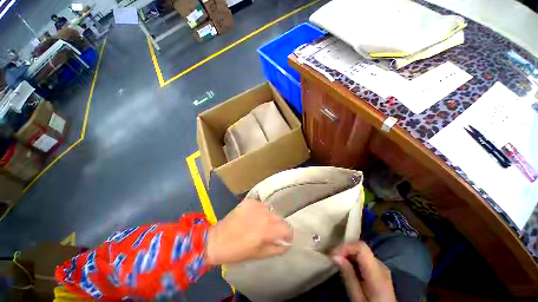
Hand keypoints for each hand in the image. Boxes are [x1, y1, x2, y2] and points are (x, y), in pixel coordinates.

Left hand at [205, 199, 292, 264]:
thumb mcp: (260, 254)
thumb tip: (287, 243)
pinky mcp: (250, 201)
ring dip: (269, 217)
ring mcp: (257, 206)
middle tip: (270, 231)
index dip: (288, 234)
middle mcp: (265, 215)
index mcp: (269, 230)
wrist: (218, 240)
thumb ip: (277, 248)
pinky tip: (252, 216)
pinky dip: (260, 211)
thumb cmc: (239, 251)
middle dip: (278, 225)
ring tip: (260, 223)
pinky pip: (260, 205)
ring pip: (271, 210)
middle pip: (280, 218)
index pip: (288, 228)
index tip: (284, 237)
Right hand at [332, 241, 395, 301]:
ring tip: (337, 261)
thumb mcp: (357, 298)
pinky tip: (347, 266)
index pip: (361, 248)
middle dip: (345, 249)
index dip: (346, 247)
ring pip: (361, 251)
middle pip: (361, 248)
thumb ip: (349, 277)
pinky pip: (364, 257)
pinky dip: (353, 258)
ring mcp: (382, 267)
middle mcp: (381, 267)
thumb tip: (335, 256)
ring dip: (348, 253)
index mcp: (378, 275)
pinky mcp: (379, 270)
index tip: (333, 254)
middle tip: (333, 258)